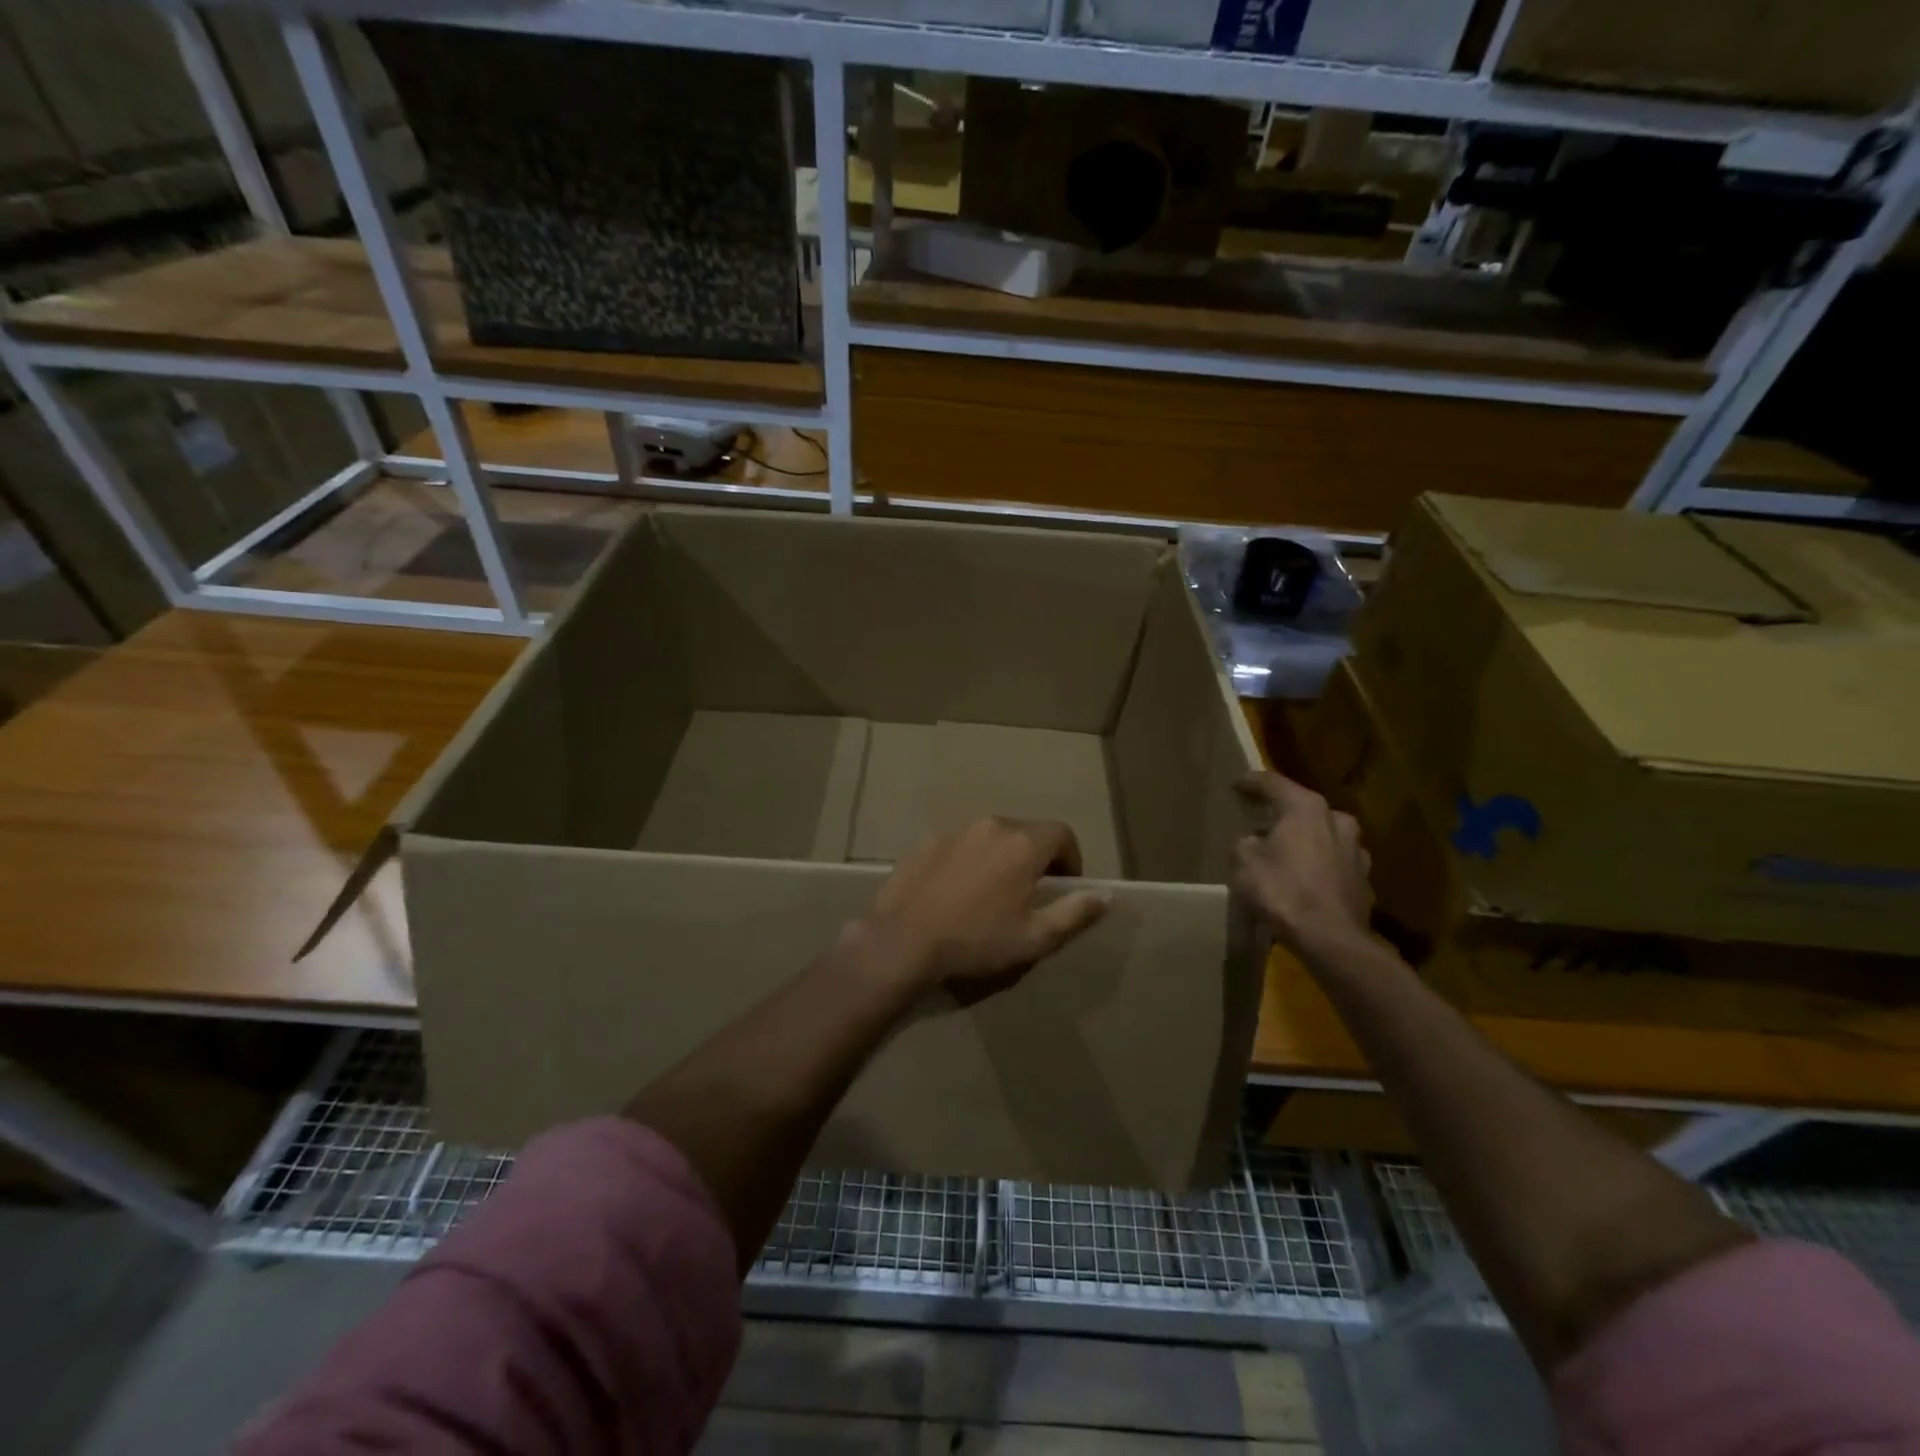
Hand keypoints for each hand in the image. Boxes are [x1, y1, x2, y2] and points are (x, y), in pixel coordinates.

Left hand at [862, 817, 1110, 1001]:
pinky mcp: (926, 841)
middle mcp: (991, 825)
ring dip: (1000, 857)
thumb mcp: (1035, 937)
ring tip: (989, 895)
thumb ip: (1074, 912)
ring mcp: (955, 830)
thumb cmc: (976, 942)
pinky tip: (955, 892)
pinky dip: (968, 860)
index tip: (1061, 888)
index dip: (1070, 860)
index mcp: (1023, 843)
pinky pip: (960, 844)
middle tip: (1026, 896)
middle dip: (1035, 858)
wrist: (903, 941)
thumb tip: (1105, 894)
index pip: (1063, 834)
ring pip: (991, 836)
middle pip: (1027, 832)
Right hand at [1233, 773, 1373, 959]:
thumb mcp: (1243, 863)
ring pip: (1323, 836)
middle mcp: (1337, 820)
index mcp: (1306, 808)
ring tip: (1284, 853)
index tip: (1236, 784)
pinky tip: (1303, 881)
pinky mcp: (1364, 880)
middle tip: (1261, 821)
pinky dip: (1317, 867)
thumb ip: (1245, 844)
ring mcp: (1357, 851)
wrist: (1331, 939)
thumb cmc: (1283, 891)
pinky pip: (1333, 864)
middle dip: (1283, 814)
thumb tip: (1253, 842)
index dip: (1251, 783)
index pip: (1273, 784)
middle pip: (1304, 809)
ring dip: (1304, 841)